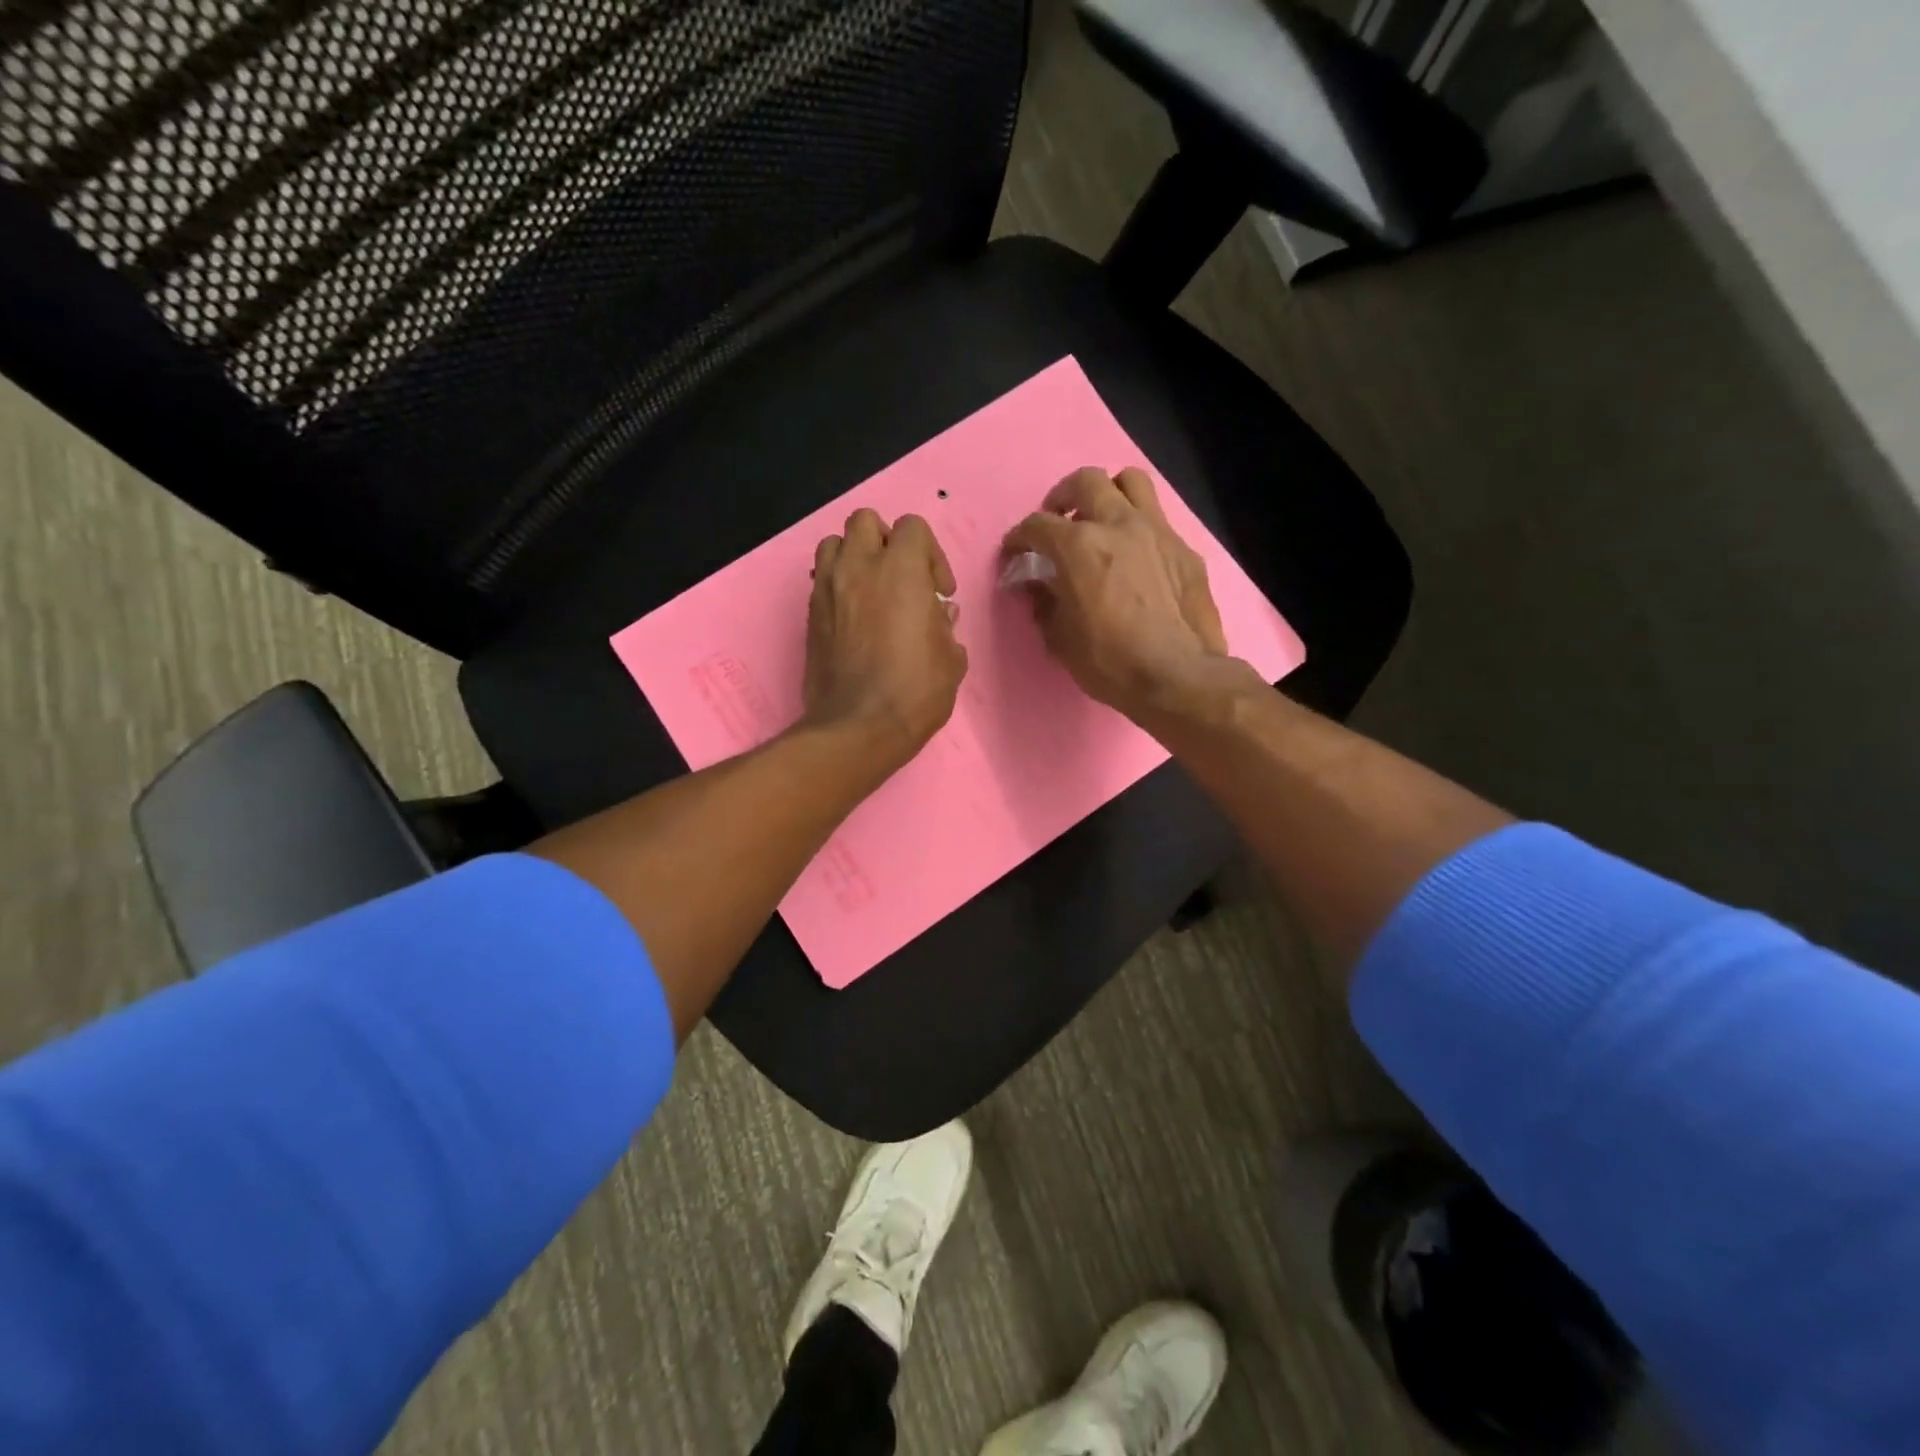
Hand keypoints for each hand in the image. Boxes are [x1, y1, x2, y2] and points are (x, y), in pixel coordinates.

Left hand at [804, 508, 967, 772]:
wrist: (857, 727)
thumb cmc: (914, 691)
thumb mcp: (950, 659)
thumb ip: (945, 626)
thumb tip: (939, 613)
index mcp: (900, 569)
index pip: (912, 527)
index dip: (931, 554)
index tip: (939, 592)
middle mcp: (858, 567)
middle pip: (865, 521)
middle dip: (885, 541)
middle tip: (901, 577)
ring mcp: (827, 589)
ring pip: (833, 544)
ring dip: (854, 557)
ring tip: (871, 590)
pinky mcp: (809, 615)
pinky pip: (821, 580)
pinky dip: (838, 586)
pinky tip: (854, 618)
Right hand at [1002, 467, 1227, 719]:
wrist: (1177, 676)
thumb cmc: (1109, 661)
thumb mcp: (1059, 638)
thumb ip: (1043, 602)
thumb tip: (1036, 584)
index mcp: (1078, 546)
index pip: (1037, 525)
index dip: (1018, 539)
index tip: (1014, 554)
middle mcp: (1117, 524)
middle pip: (1085, 482)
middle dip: (1062, 497)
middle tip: (1058, 521)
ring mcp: (1157, 531)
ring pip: (1130, 482)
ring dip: (1108, 494)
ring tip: (1101, 521)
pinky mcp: (1185, 549)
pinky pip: (1158, 520)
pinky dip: (1139, 529)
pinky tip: (1136, 558)